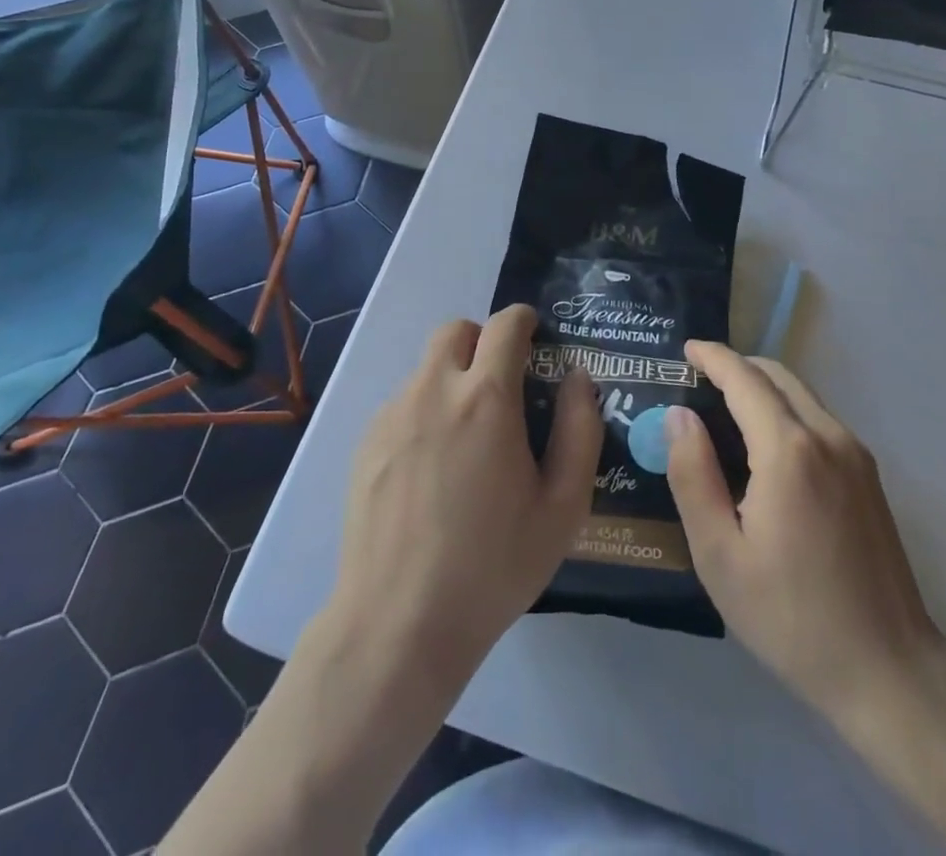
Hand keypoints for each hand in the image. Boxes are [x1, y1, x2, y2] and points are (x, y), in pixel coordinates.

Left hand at [329, 305, 601, 674]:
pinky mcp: (365, 443)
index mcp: (486, 398)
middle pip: (456, 330)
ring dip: (452, 378)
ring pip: (427, 368)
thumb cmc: (492, 565)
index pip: (505, 324)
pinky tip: (432, 470)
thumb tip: (578, 377)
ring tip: (467, 438)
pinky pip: (402, 403)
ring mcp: (392, 414)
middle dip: (483, 342)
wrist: (398, 624)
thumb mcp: (563, 506)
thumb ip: (580, 429)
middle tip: (502, 385)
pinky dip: (424, 411)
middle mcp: (433, 390)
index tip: (536, 340)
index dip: (525, 321)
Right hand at [664, 340, 938, 725]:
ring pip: (801, 394)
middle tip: (698, 380)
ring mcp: (855, 453)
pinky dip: (786, 409)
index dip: (713, 357)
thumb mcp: (719, 554)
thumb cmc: (791, 616)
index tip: (686, 349)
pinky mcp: (869, 474)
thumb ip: (693, 475)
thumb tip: (679, 416)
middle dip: (736, 366)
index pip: (744, 378)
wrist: (889, 668)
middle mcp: (827, 435)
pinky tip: (765, 444)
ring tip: (725, 408)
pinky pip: (819, 418)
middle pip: (777, 375)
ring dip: (762, 387)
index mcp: (788, 450)